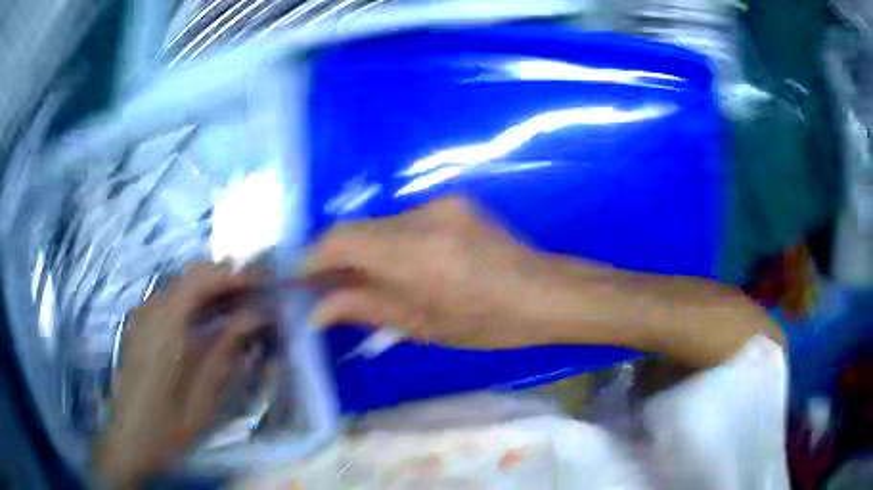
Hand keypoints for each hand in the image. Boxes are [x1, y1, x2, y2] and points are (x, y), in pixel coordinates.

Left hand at [94, 262, 267, 485]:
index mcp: (164, 328)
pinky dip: (193, 302)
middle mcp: (150, 312)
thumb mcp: (202, 398)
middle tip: (255, 296)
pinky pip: (169, 300)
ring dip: (210, 291)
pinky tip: (208, 322)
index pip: (200, 282)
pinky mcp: (139, 327)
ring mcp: (141, 317)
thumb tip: (253, 318)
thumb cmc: (167, 428)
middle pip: (189, 277)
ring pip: (180, 286)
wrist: (129, 441)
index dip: (233, 277)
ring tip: (238, 308)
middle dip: (224, 280)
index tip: (262, 284)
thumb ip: (225, 351)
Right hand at [306, 197, 584, 348]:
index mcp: (411, 252)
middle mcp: (420, 216)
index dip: (313, 259)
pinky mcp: (454, 201)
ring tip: (376, 282)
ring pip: (381, 225)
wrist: (545, 292)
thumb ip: (364, 308)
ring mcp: (440, 203)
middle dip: (338, 257)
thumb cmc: (487, 322)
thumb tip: (318, 311)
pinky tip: (412, 266)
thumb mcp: (421, 325)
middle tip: (332, 287)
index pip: (339, 240)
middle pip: (356, 228)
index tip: (301, 281)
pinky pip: (406, 220)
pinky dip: (395, 243)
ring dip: (368, 251)